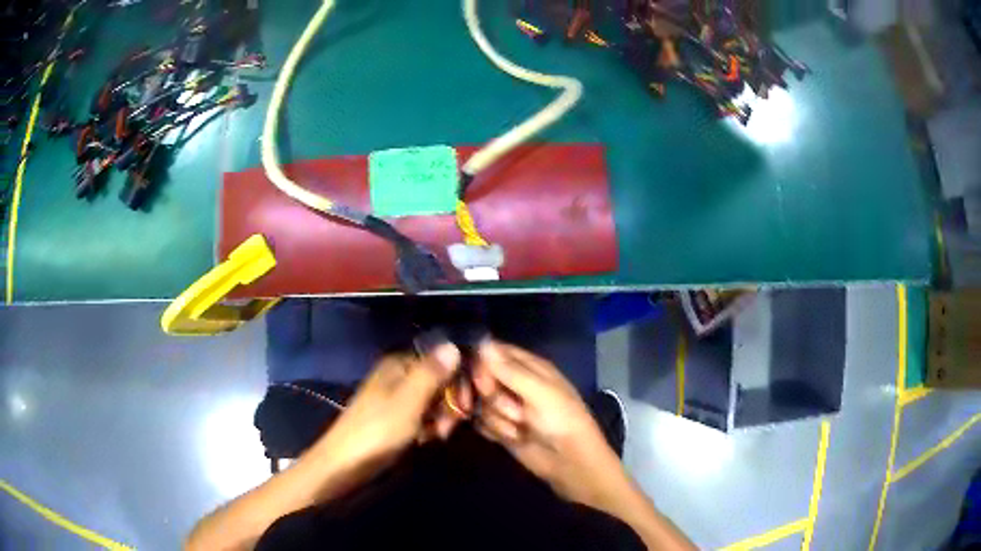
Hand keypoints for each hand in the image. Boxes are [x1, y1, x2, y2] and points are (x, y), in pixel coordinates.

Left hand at [315, 343, 460, 481]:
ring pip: (433, 400)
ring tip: (438, 435)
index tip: (467, 405)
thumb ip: (432, 374)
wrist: (345, 464)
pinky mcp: (396, 418)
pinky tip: (427, 439)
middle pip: (440, 381)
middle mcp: (399, 375)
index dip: (459, 380)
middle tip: (448, 427)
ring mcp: (396, 397)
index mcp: (399, 364)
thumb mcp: (408, 401)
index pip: (442, 360)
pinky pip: (422, 415)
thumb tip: (453, 344)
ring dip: (441, 418)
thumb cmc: (377, 431)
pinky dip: (428, 426)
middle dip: (450, 403)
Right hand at [472, 341, 628, 510]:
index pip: (493, 351)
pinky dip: (494, 431)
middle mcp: (515, 382)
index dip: (482, 363)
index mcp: (529, 366)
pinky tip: (512, 438)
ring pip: (481, 403)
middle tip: (513, 410)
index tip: (482, 379)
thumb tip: (481, 342)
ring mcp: (506, 406)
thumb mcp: (539, 392)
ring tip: (521, 428)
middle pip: (481, 378)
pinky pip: (481, 423)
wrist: (570, 462)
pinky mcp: (500, 428)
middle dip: (492, 396)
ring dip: (499, 419)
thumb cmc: (562, 420)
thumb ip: (508, 370)